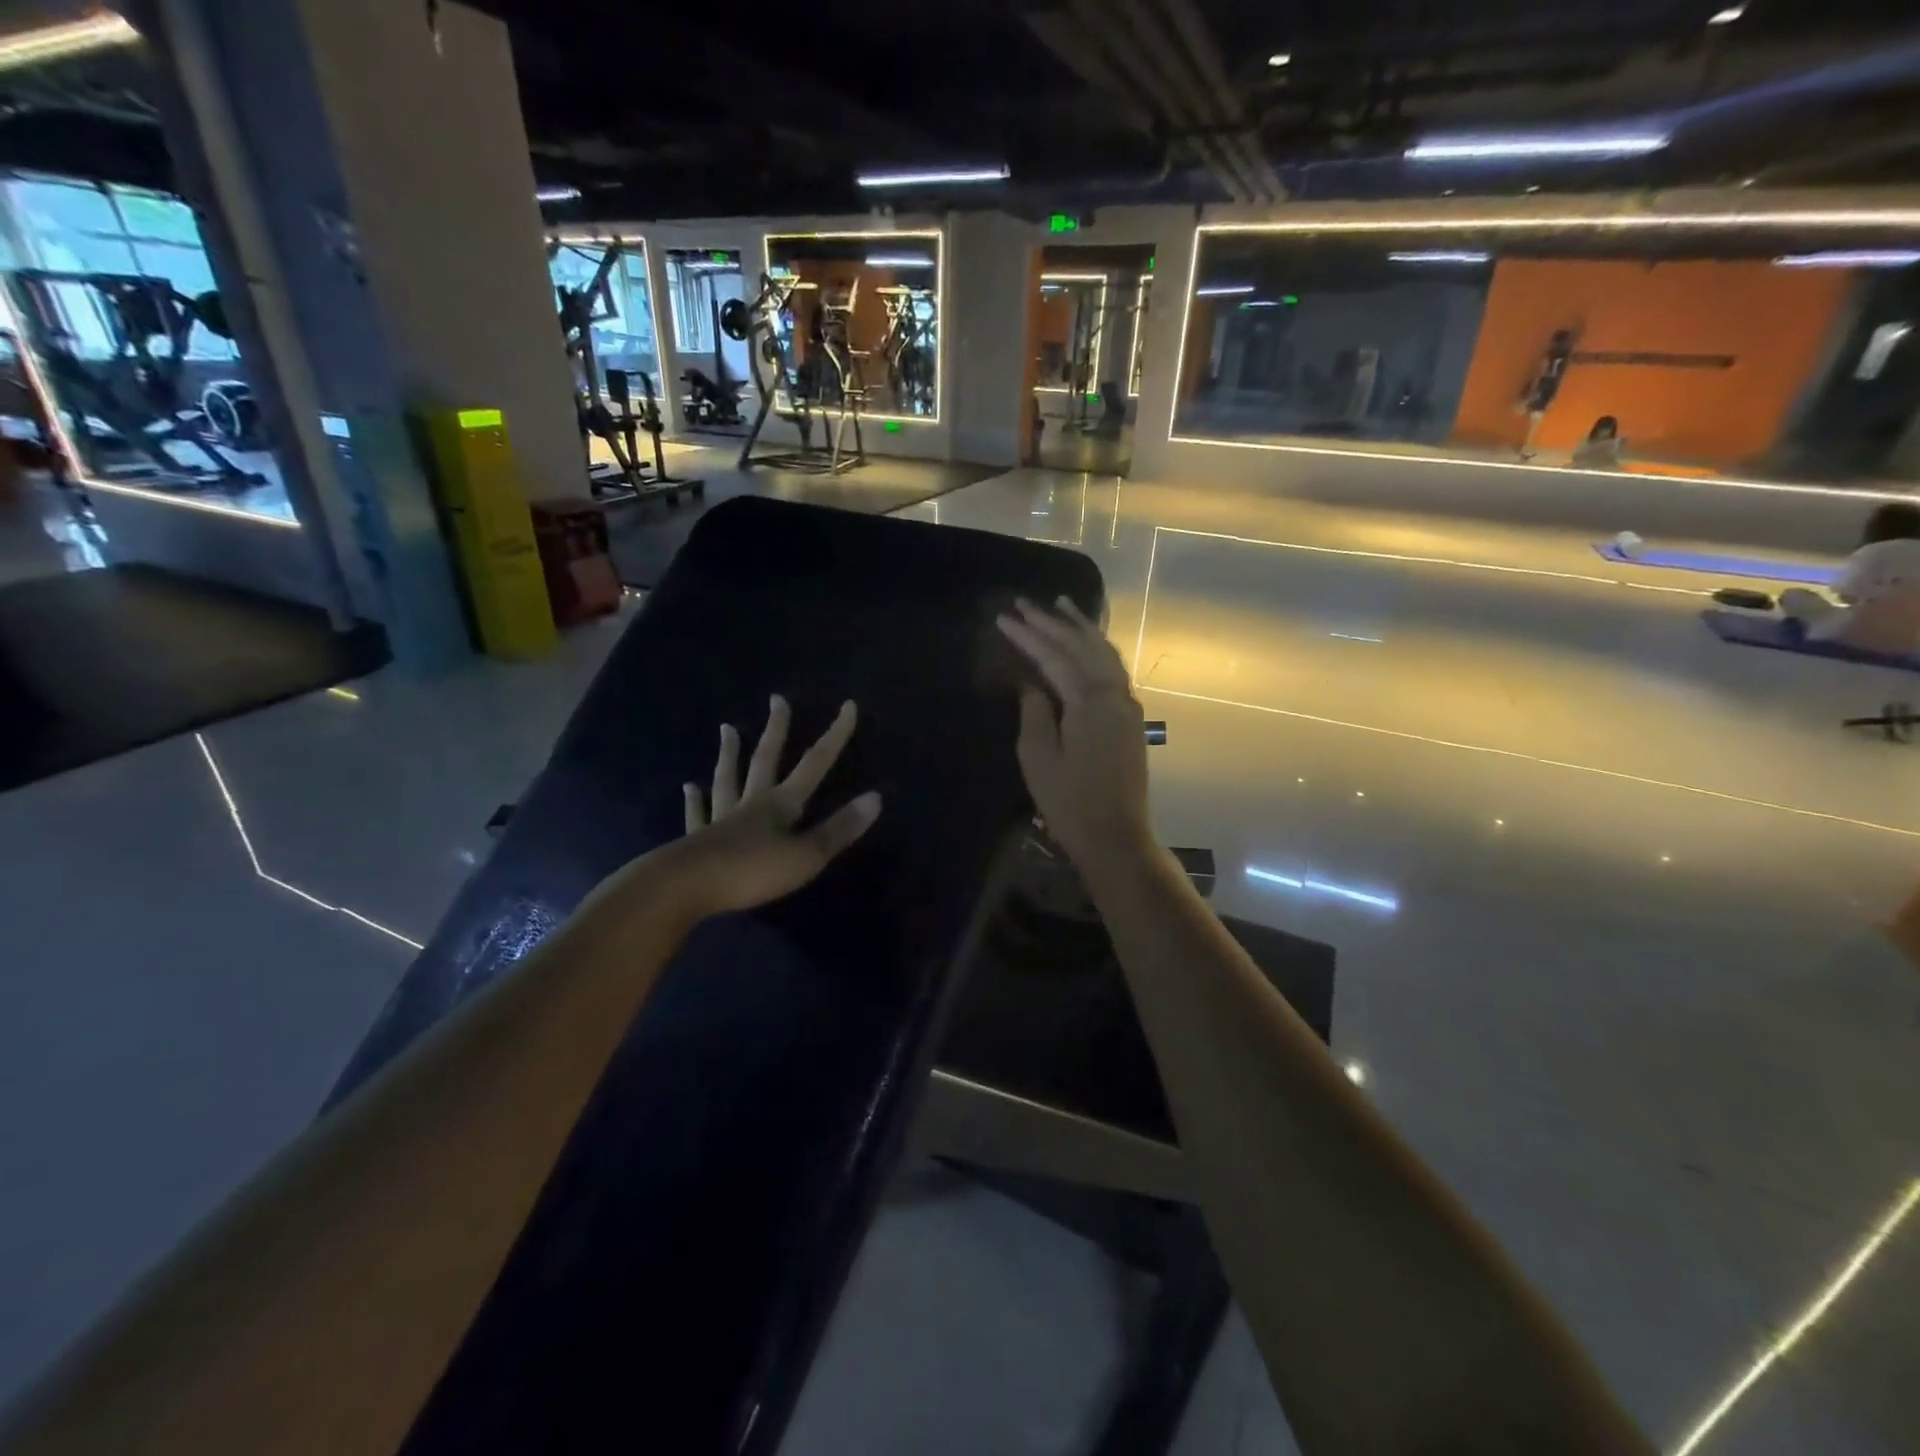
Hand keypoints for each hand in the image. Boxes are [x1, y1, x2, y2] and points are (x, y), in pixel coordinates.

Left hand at [671, 695, 881, 917]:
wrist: (687, 886)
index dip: (834, 736)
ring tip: (727, 729)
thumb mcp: (806, 855)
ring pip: (728, 779)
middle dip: (777, 730)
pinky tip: (689, 788)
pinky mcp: (697, 839)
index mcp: (781, 805)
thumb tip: (876, 797)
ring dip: (730, 754)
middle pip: (766, 760)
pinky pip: (698, 814)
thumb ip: (839, 829)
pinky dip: (696, 800)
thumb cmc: (753, 871)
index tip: (848, 706)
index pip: (814, 764)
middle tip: (777, 700)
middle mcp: (751, 803)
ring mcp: (721, 818)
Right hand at [996, 597, 1153, 874]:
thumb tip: (1033, 684)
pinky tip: (1086, 643)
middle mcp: (1115, 695)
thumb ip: (1035, 713)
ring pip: (1105, 653)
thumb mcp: (1038, 759)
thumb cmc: (1070, 803)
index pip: (1054, 657)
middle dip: (1053, 622)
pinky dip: (1097, 649)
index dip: (1027, 636)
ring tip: (1061, 605)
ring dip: (1081, 628)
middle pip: (1083, 647)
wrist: (1116, 837)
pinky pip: (1113, 669)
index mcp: (1090, 703)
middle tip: (1025, 602)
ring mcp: (1127, 706)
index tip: (1003, 618)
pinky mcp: (1130, 719)